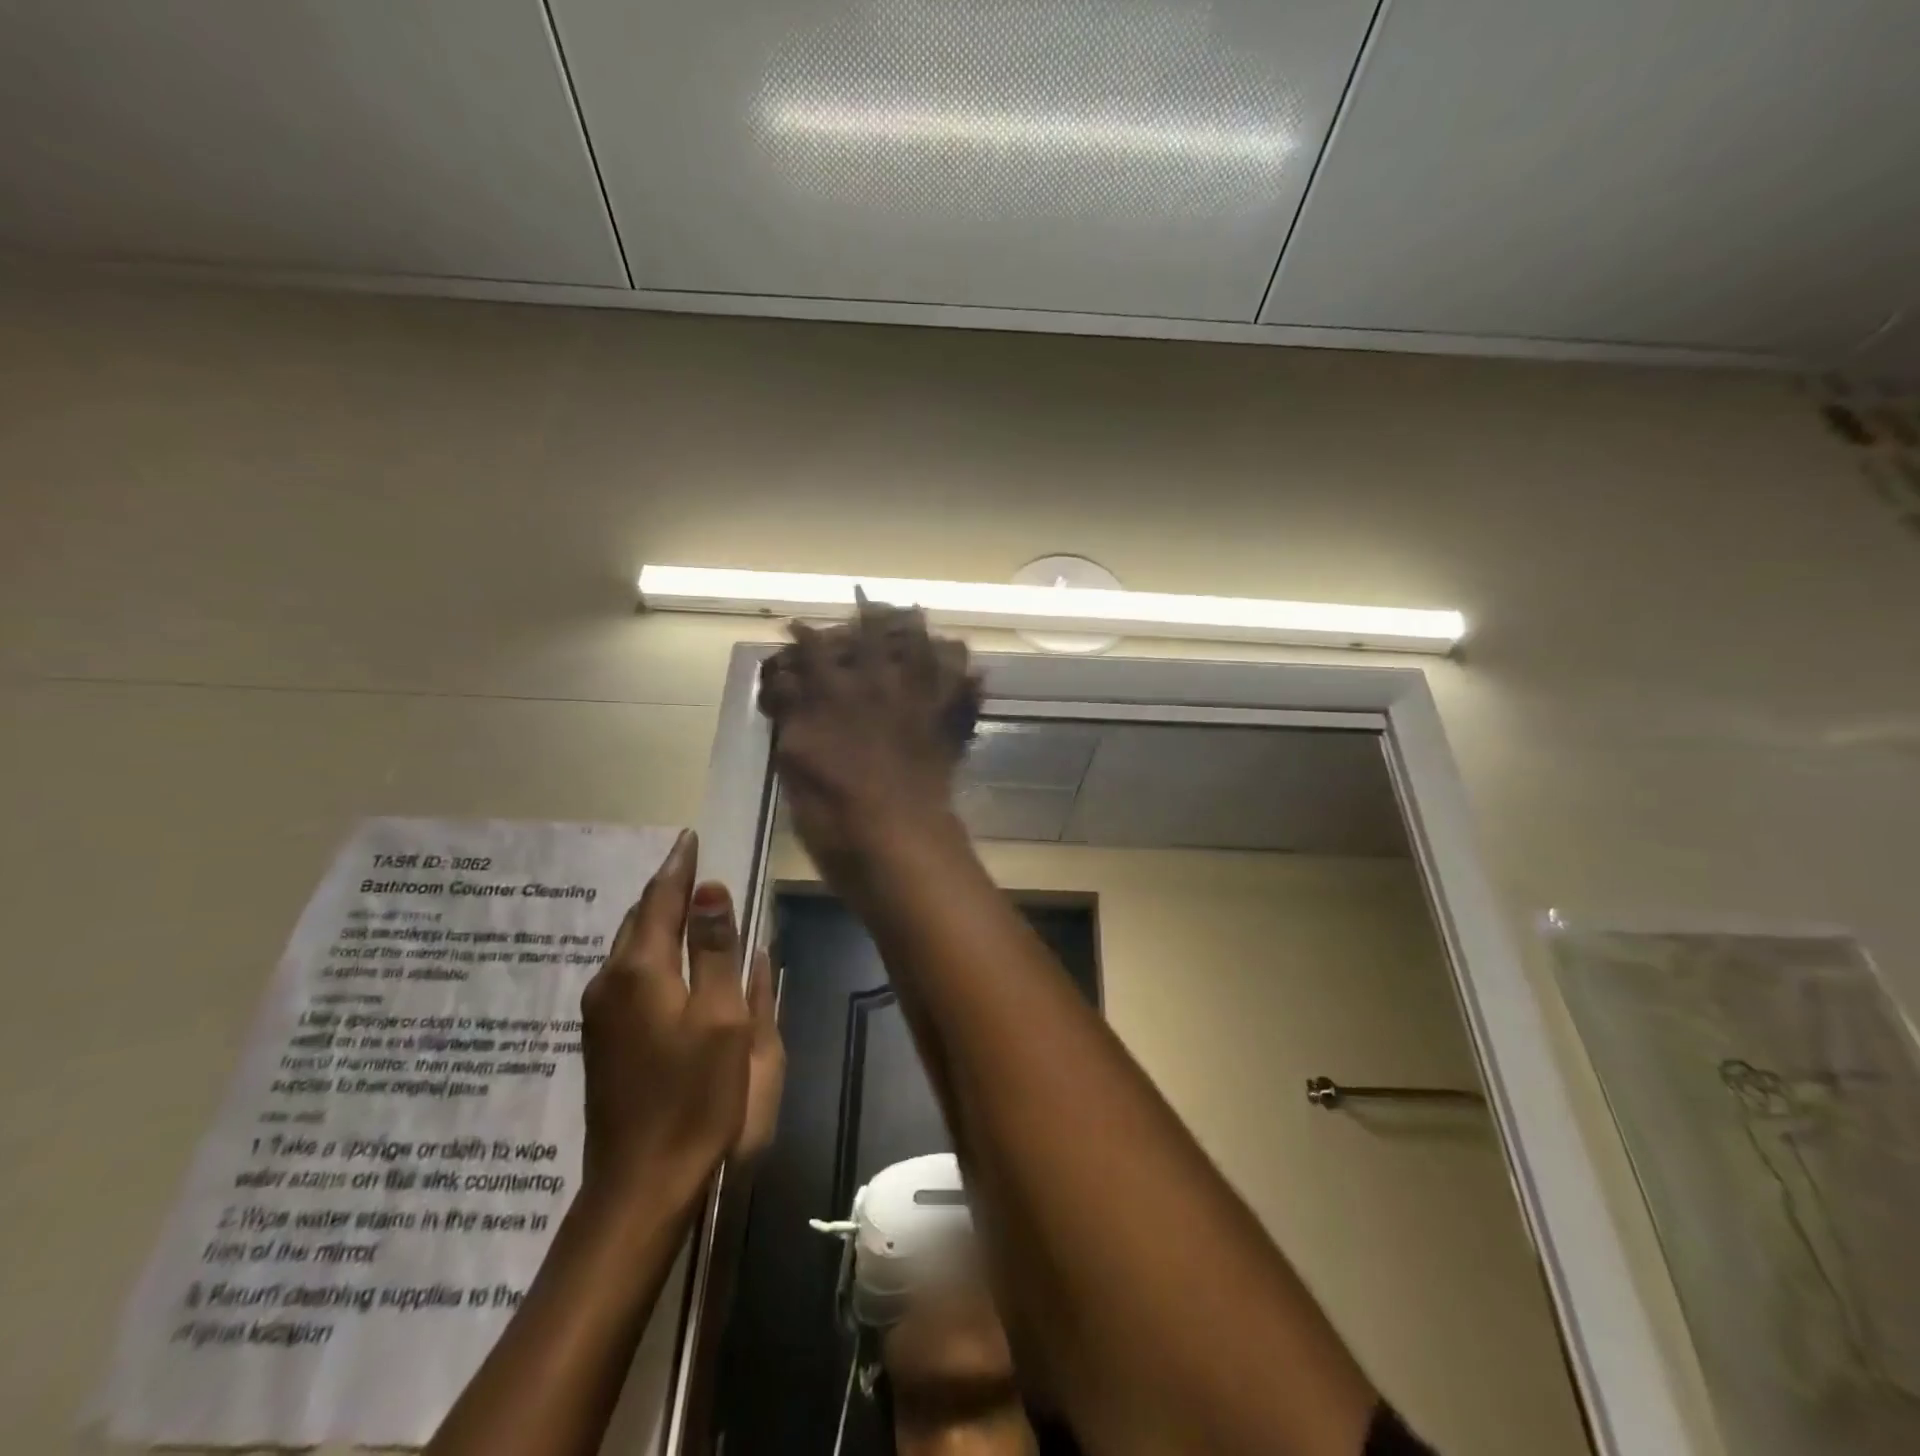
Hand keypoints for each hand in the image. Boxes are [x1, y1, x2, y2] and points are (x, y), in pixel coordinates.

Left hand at [579, 830, 784, 1196]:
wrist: (641, 1182)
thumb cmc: (695, 1095)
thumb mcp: (722, 1017)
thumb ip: (715, 950)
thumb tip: (710, 890)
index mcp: (640, 970)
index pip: (659, 900)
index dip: (679, 867)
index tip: (690, 838)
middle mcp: (610, 982)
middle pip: (637, 920)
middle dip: (664, 890)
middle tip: (691, 866)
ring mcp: (599, 1013)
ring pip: (629, 948)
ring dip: (656, 921)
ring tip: (685, 906)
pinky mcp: (602, 1039)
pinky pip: (627, 974)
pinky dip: (650, 951)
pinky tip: (668, 960)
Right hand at [758, 598, 981, 877]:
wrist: (895, 842)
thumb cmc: (833, 813)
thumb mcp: (794, 765)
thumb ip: (793, 719)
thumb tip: (789, 687)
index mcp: (834, 697)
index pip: (815, 652)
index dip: (805, 635)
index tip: (797, 625)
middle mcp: (878, 689)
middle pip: (875, 637)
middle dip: (869, 613)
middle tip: (866, 598)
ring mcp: (918, 704)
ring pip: (924, 651)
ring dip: (918, 630)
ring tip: (915, 613)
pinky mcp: (947, 726)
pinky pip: (965, 691)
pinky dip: (969, 679)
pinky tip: (971, 668)